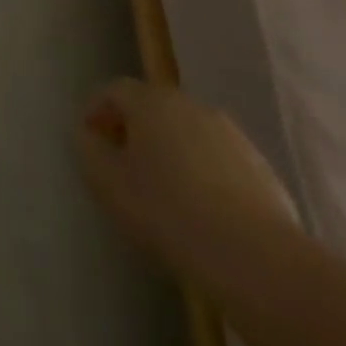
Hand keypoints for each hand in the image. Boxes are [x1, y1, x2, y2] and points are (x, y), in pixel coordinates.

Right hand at [76, 79, 294, 272]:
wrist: (255, 255)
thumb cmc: (169, 211)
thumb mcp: (109, 184)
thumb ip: (88, 151)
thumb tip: (86, 134)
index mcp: (149, 100)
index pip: (114, 90)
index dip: (97, 110)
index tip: (90, 138)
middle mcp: (187, 103)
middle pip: (153, 107)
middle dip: (136, 129)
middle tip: (126, 163)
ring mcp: (228, 132)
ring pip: (188, 132)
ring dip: (173, 150)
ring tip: (167, 189)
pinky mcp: (259, 165)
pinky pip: (219, 159)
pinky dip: (205, 173)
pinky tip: (205, 209)